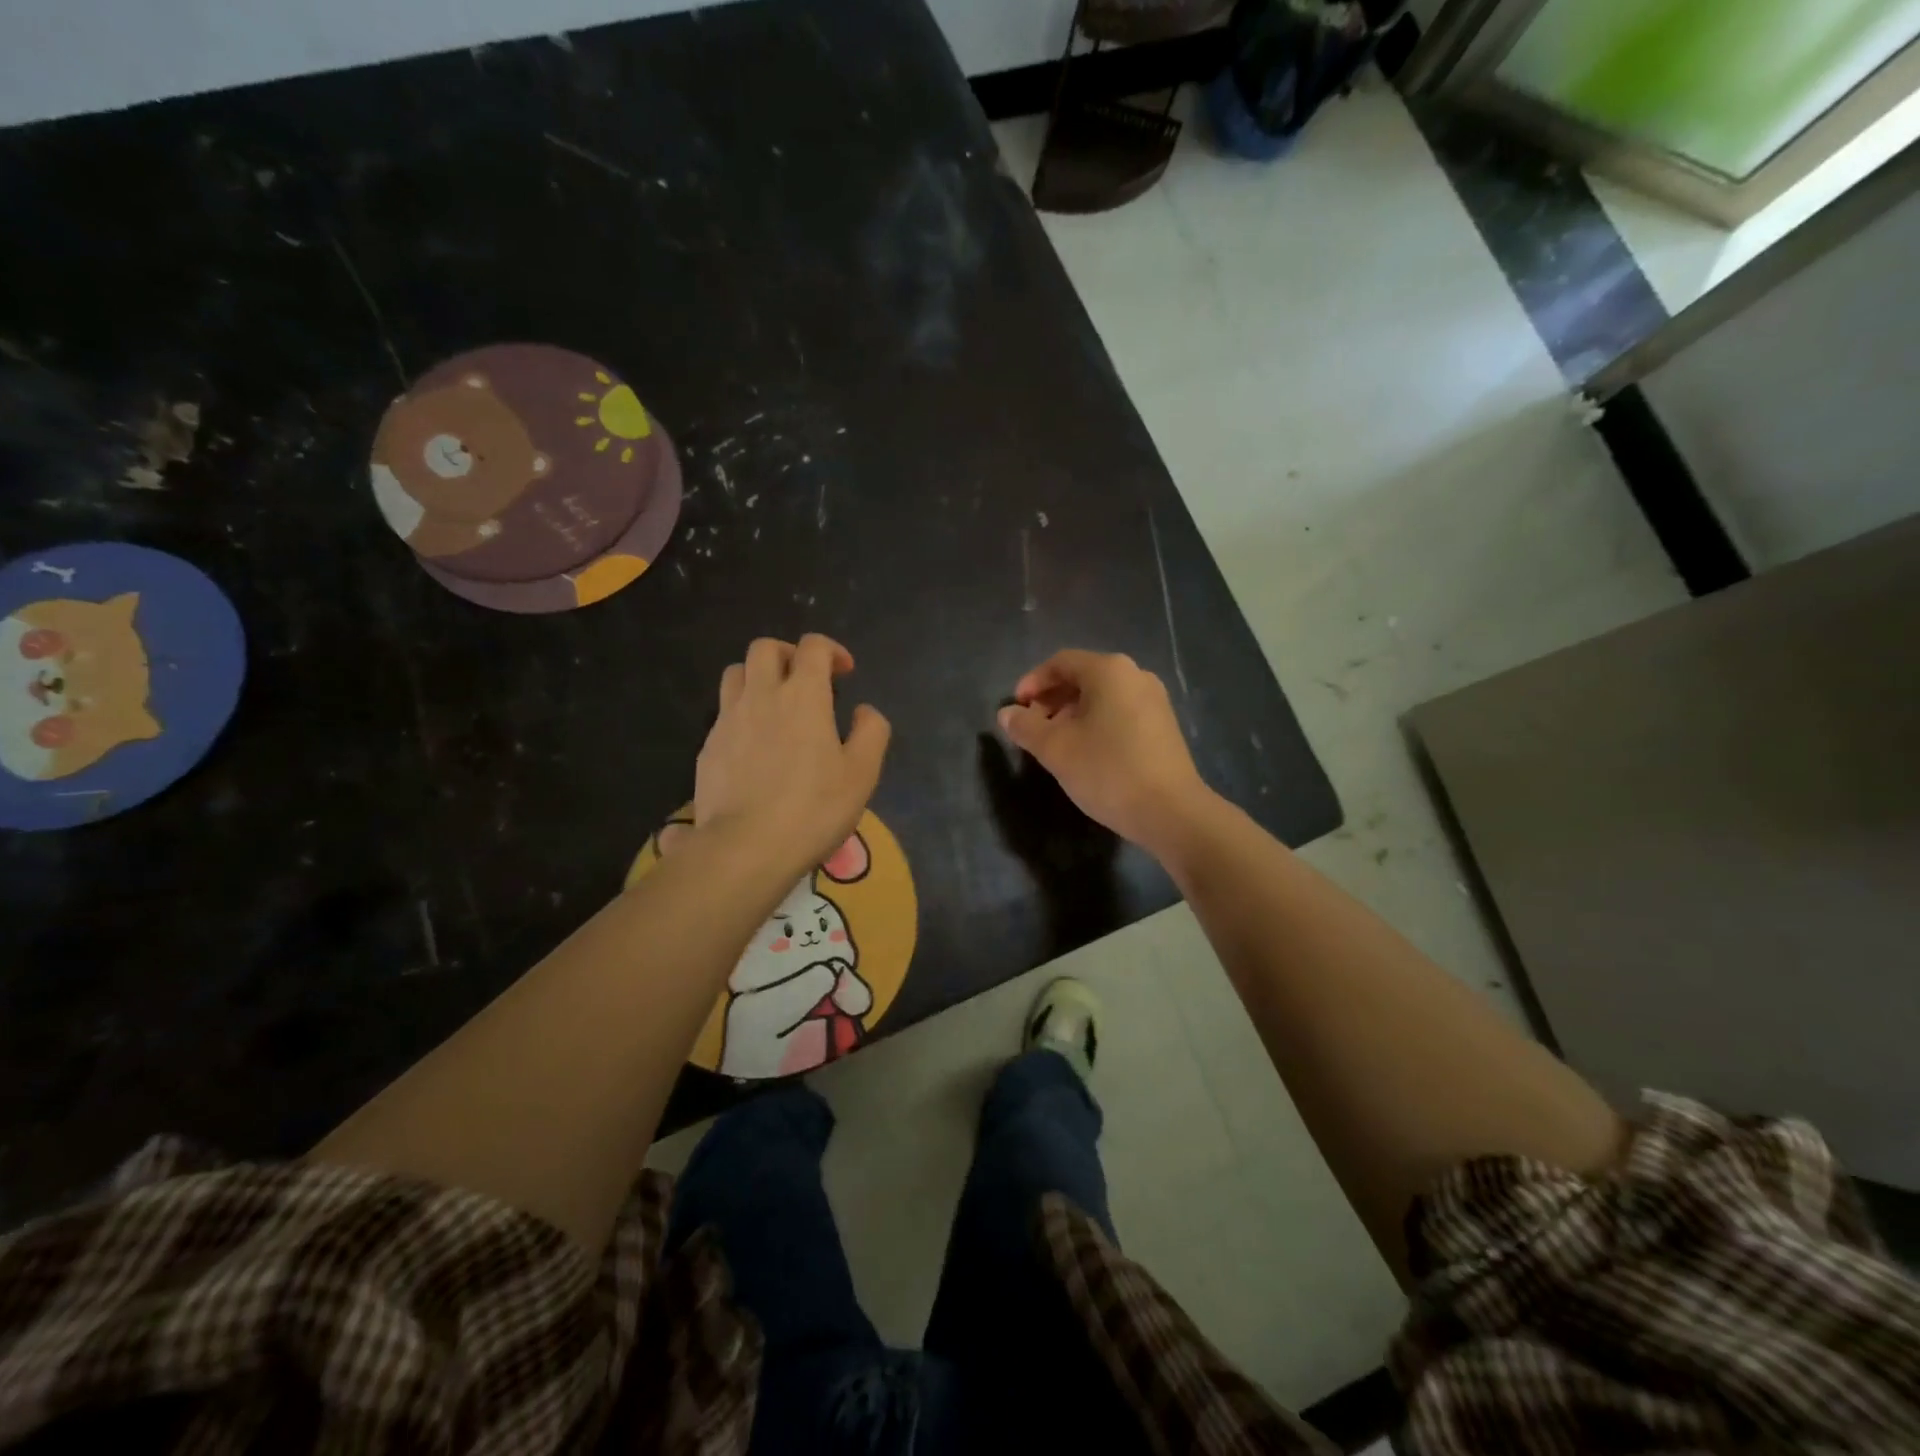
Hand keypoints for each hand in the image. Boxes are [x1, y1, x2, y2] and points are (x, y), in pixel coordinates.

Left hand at [696, 635, 890, 877]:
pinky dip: (742, 713)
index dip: (832, 650)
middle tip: (806, 680)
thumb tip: (864, 711)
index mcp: (803, 695)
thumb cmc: (814, 809)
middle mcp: (761, 695)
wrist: (746, 847)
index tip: (844, 673)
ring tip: (775, 704)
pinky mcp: (708, 747)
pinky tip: (755, 745)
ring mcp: (728, 720)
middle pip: (765, 648)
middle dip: (789, 654)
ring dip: (758, 677)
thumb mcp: (862, 773)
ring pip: (736, 673)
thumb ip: (871, 732)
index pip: (813, 646)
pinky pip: (723, 712)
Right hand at [998, 650, 1210, 855]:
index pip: (1060, 663)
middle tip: (1031, 729)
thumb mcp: (1056, 749)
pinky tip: (1085, 753)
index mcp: (1109, 671)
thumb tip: (1006, 714)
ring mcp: (1154, 701)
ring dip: (1071, 714)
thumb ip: (1026, 727)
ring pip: (1101, 697)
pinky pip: (1119, 713)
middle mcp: (1135, 676)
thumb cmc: (1107, 771)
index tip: (1015, 709)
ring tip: (1054, 745)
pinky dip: (1095, 724)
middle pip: (1082, 677)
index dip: (1032, 683)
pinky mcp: (1163, 726)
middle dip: (1051, 700)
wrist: (1171, 812)